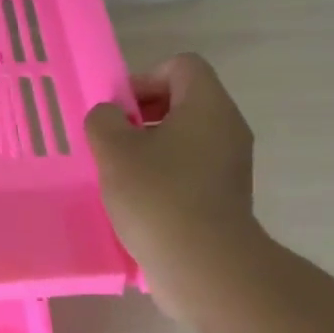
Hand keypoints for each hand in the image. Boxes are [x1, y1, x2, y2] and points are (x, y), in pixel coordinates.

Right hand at [84, 54, 265, 313]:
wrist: (205, 267)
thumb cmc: (158, 197)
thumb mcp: (115, 151)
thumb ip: (104, 121)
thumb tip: (110, 116)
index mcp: (207, 106)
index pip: (181, 66)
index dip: (144, 79)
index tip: (119, 112)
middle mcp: (226, 128)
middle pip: (182, 101)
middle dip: (141, 116)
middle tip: (111, 142)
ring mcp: (229, 165)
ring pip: (184, 138)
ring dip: (148, 148)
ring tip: (119, 175)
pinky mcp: (224, 197)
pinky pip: (189, 170)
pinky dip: (163, 176)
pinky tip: (137, 201)